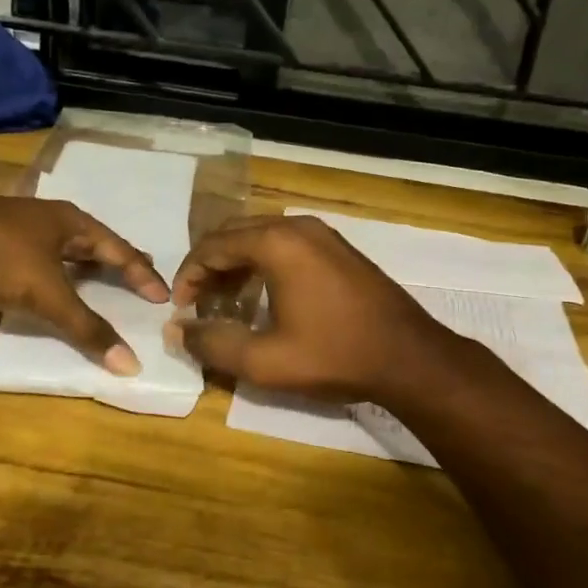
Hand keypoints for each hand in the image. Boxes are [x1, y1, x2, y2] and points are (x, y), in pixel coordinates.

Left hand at [0, 192, 167, 373]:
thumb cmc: (1, 259)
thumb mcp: (49, 296)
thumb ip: (87, 329)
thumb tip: (130, 364)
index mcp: (72, 223)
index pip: (119, 250)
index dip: (141, 274)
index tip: (162, 295)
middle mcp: (49, 217)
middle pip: (93, 240)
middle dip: (116, 258)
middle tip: (138, 273)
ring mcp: (17, 222)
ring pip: (61, 242)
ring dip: (83, 259)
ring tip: (97, 272)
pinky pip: (36, 249)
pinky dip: (51, 264)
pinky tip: (44, 271)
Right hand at [166, 215, 455, 402]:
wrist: (409, 358)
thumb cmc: (334, 355)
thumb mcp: (265, 361)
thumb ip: (213, 344)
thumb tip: (177, 331)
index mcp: (276, 243)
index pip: (212, 246)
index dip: (188, 275)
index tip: (180, 308)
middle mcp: (298, 227)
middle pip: (235, 234)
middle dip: (210, 267)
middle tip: (199, 303)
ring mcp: (323, 234)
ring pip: (261, 238)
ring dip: (236, 265)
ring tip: (226, 303)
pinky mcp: (339, 249)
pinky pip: (287, 245)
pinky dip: (264, 264)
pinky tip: (263, 298)